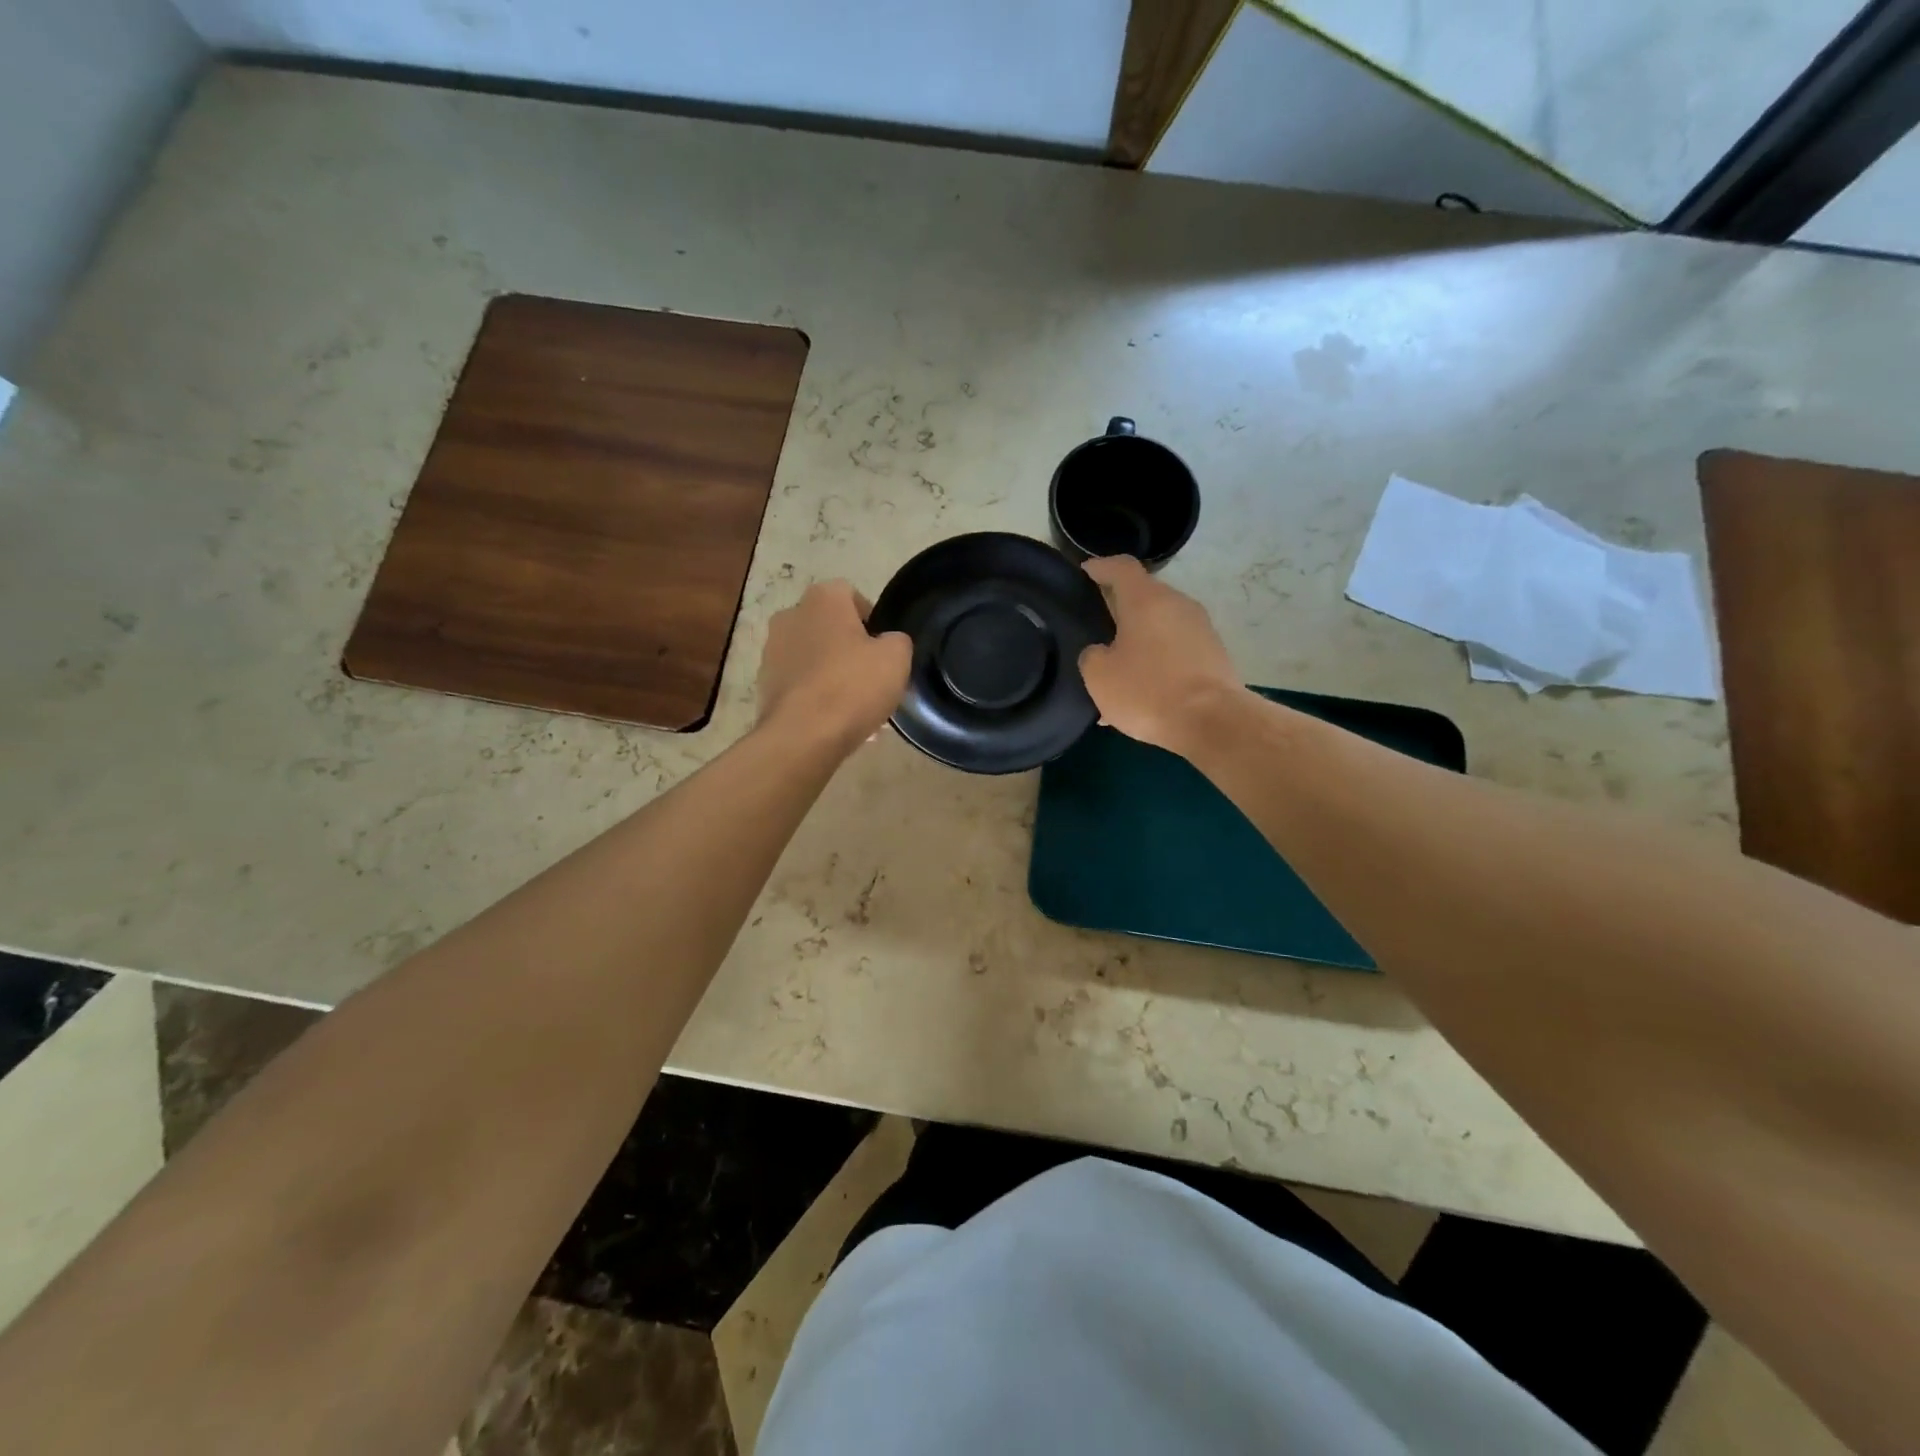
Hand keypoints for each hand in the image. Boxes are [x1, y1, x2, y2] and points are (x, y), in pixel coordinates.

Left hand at [757, 581, 910, 751]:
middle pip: (829, 627)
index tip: (883, 649)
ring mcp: (771, 651)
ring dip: (831, 673)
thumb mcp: (896, 658)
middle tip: (870, 678)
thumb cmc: (852, 686)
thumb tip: (888, 643)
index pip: (851, 595)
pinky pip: (799, 684)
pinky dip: (814, 695)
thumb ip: (897, 640)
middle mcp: (790, 616)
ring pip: (813, 657)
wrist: (803, 735)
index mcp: (822, 599)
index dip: (872, 620)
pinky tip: (832, 720)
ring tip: (853, 706)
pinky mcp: (764, 684)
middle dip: (849, 648)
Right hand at [1078, 557, 1242, 756]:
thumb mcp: (1099, 676)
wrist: (1213, 721)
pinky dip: (1157, 661)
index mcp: (1146, 600)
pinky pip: (1176, 649)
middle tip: (1096, 628)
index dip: (1100, 567)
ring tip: (1118, 670)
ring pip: (1160, 625)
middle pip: (1144, 596)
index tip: (1085, 572)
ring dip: (1139, 640)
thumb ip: (1092, 655)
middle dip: (1120, 609)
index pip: (1121, 567)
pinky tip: (1143, 692)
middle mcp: (1177, 604)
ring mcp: (1201, 628)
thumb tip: (1101, 652)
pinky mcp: (1214, 654)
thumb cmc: (1148, 691)